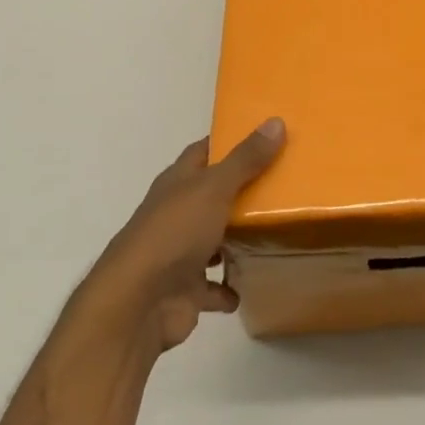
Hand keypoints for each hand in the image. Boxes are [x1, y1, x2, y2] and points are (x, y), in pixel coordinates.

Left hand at [80, 119, 284, 352]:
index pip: (204, 152)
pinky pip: (214, 287)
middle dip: (242, 192)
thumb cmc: (174, 233)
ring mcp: (180, 253)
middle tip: (285, 184)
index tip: (265, 136)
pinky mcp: (186, 290)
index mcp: (178, 183)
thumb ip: (246, 159)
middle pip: (213, 196)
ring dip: (237, 240)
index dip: (230, 142)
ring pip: (214, 241)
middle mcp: (176, 214)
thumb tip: (276, 121)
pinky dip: (229, 288)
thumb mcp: (214, 187)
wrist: (138, 303)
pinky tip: (253, 282)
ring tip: (277, 231)